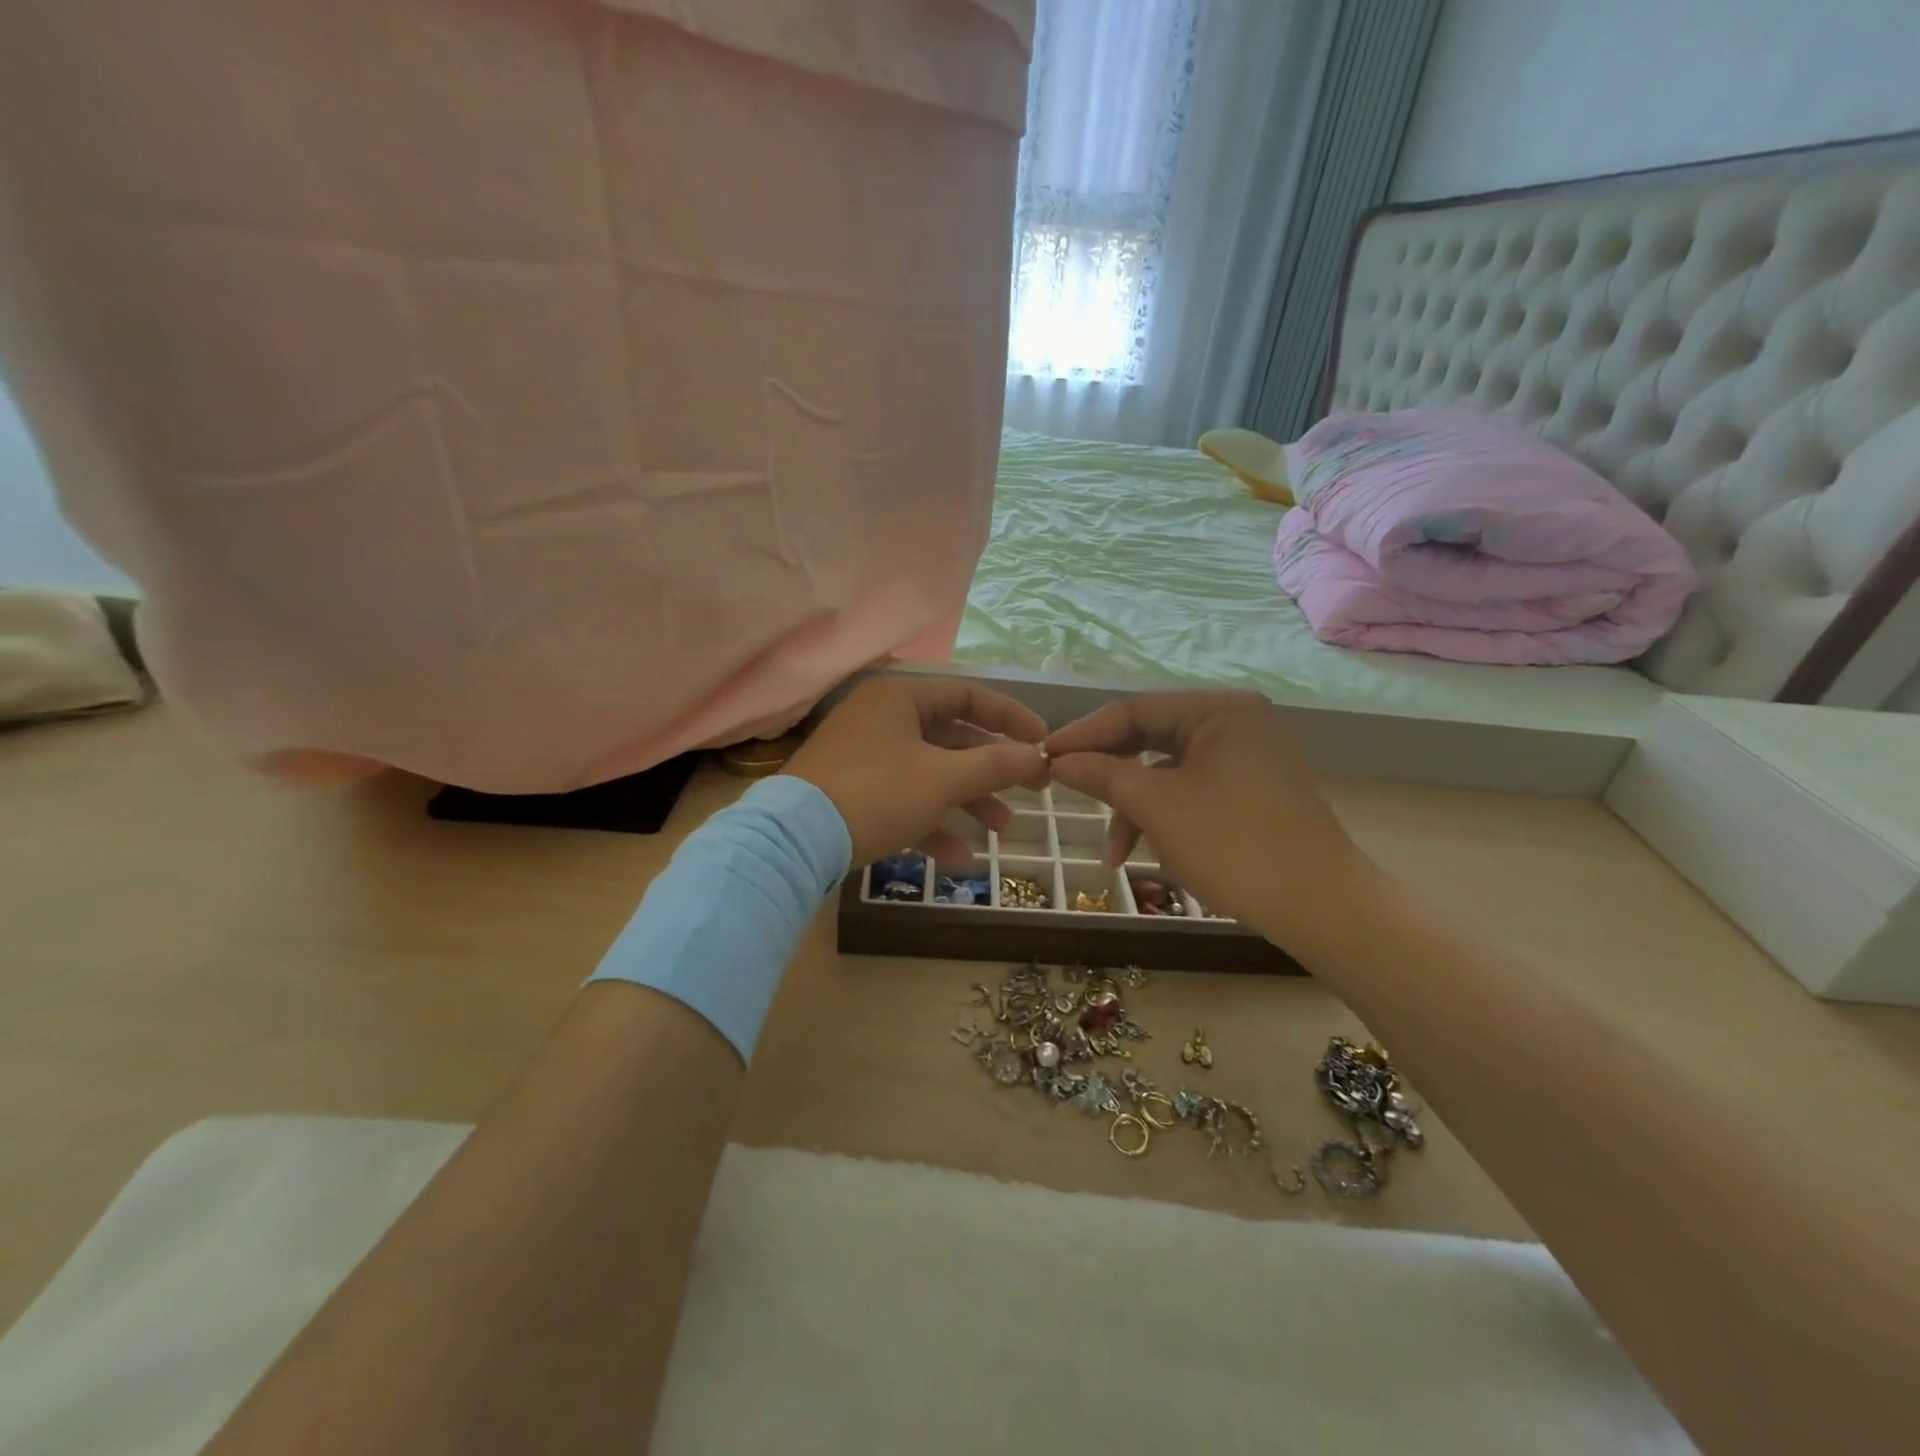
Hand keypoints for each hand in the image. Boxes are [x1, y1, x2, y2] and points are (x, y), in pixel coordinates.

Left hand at [784, 676, 1049, 866]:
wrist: (794, 842)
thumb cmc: (877, 793)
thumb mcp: (943, 779)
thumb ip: (995, 765)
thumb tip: (1040, 757)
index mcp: (901, 698)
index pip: (968, 696)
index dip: (1010, 718)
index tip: (1043, 743)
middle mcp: (882, 720)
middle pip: (951, 739)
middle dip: (991, 771)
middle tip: (1027, 792)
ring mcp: (864, 758)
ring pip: (930, 774)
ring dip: (967, 801)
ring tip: (1001, 830)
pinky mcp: (853, 793)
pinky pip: (903, 801)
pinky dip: (932, 824)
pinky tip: (959, 859)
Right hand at [1044, 691, 1378, 949]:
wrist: (1322, 909)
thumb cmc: (1234, 845)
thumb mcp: (1157, 807)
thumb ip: (1102, 775)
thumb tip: (1057, 760)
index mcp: (1218, 710)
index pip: (1134, 710)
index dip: (1083, 734)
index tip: (1042, 757)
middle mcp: (1236, 723)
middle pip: (1150, 740)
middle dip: (1109, 777)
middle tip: (1067, 796)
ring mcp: (1248, 758)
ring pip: (1169, 773)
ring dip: (1135, 810)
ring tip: (1114, 856)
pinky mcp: (1254, 792)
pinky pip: (1193, 793)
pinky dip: (1165, 819)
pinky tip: (1148, 855)